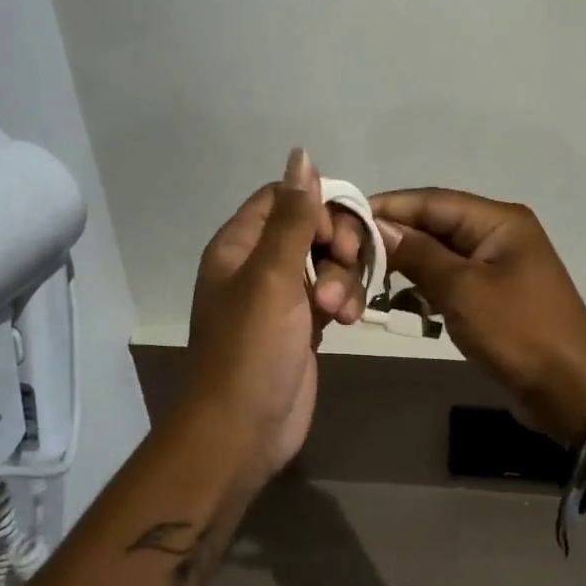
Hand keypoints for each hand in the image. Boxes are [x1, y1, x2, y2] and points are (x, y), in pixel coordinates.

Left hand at [185, 150, 367, 478]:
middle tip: (347, 267)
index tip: (337, 234)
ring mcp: (281, 297)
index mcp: (239, 245)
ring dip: (343, 278)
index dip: (317, 206)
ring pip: (326, 262)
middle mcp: (257, 264)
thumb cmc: (251, 349)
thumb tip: (301, 154)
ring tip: (339, 311)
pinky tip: (346, 321)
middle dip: (337, 245)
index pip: (283, 198)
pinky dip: (343, 301)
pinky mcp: (301, 325)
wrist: (242, 430)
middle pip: (311, 227)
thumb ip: (292, 217)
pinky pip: (330, 294)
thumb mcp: (272, 276)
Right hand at [370, 189, 585, 446]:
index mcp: (498, 220)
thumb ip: (418, 254)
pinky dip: (423, 287)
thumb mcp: (462, 289)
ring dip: (405, 265)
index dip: (388, 208)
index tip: (346, 220)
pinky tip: (397, 302)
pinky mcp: (491, 294)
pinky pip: (448, 280)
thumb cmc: (518, 331)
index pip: (431, 201)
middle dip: (393, 238)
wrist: (570, 390)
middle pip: (433, 225)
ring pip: (437, 254)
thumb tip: (378, 226)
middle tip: (349, 255)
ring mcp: (495, 265)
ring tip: (365, 278)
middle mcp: (497, 234)